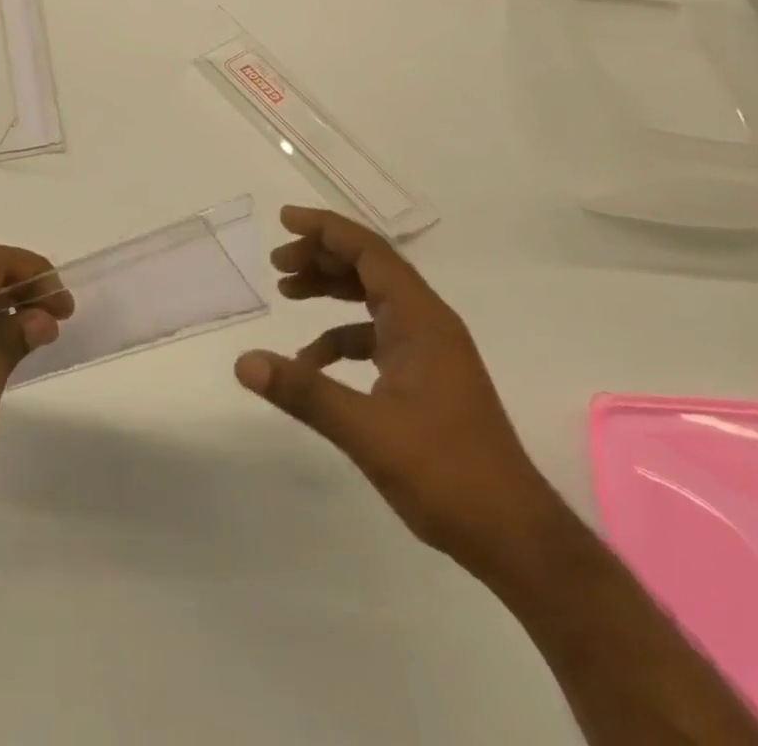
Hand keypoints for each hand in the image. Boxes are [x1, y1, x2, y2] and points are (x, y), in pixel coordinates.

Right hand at [234, 206, 558, 578]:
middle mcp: (427, 322)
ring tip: (287, 293)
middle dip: (322, 257)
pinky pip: (376, 336)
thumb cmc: (447, 474)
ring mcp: (429, 349)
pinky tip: (312, 363)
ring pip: (373, 299)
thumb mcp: (367, 431)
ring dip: (331, 290)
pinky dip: (341, 338)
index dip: (326, 229)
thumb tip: (244, 362)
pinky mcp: (425, 376)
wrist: (514, 536)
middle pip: (370, 267)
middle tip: (277, 265)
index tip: (284, 220)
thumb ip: (304, 392)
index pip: (370, 251)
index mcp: (421, 319)